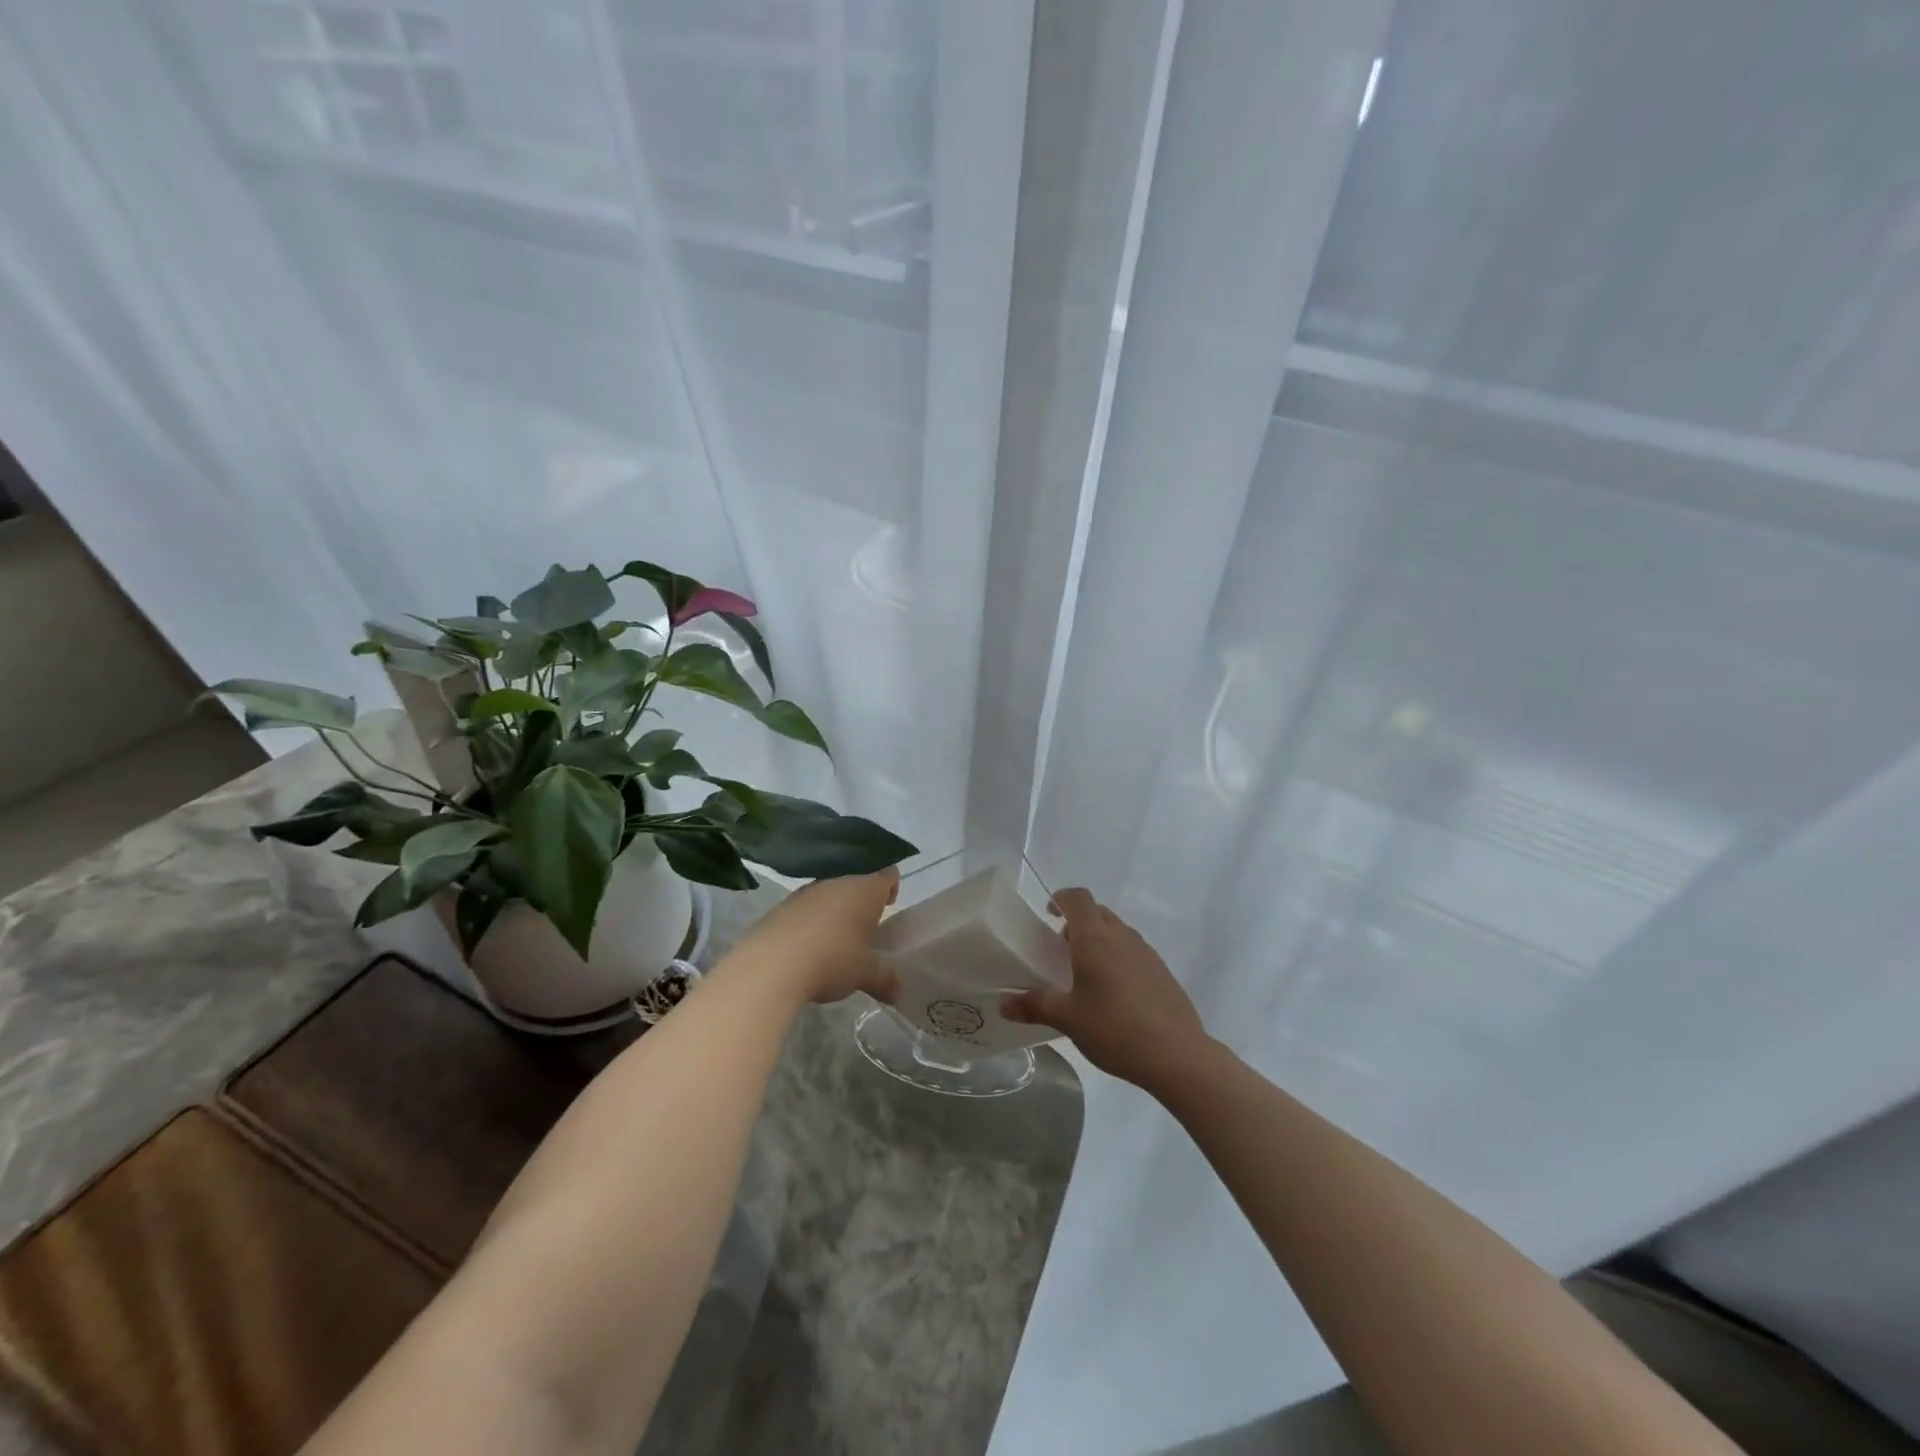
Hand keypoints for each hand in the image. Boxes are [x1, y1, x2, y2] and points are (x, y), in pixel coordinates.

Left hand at [731, 867, 900, 1005]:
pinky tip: (807, 947)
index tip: (889, 904)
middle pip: (855, 884)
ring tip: (836, 941)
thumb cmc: (832, 960)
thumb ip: (884, 979)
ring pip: (829, 895)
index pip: (886, 875)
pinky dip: (810, 922)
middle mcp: (836, 883)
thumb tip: (900, 993)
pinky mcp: (781, 907)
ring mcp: (806, 892)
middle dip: (861, 903)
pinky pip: (805, 909)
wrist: (771, 965)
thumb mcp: (864, 974)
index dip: (891, 887)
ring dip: (834, 912)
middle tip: (865, 928)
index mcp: (864, 890)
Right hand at [1002, 888, 1210, 1088]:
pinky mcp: (1162, 971)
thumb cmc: (1115, 1029)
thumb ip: (1035, 1006)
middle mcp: (1121, 936)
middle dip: (1078, 922)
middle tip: (1061, 948)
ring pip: (1118, 931)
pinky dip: (1119, 958)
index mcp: (1095, 939)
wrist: (1177, 1055)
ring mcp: (1146, 952)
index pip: (1078, 898)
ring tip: (1085, 973)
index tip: (1049, 913)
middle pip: (1098, 912)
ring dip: (1100, 939)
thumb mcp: (1068, 1019)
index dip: (1062, 898)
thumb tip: (1004, 1004)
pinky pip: (1133, 951)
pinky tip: (1114, 993)